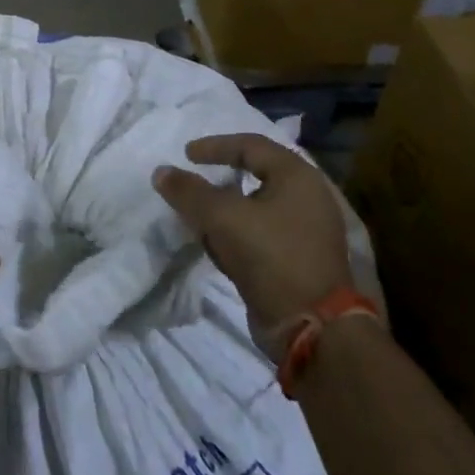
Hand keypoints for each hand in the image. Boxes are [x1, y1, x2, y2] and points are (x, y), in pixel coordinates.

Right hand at [153, 135, 353, 358]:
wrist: (312, 328)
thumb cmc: (271, 257)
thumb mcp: (222, 218)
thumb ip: (189, 192)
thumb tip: (161, 172)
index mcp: (297, 176)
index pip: (250, 145)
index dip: (214, 146)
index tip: (186, 155)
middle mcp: (307, 197)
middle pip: (255, 175)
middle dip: (219, 180)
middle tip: (193, 182)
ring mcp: (307, 230)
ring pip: (257, 207)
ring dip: (226, 210)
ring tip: (199, 217)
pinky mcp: (300, 259)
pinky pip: (262, 233)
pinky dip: (237, 233)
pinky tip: (217, 247)